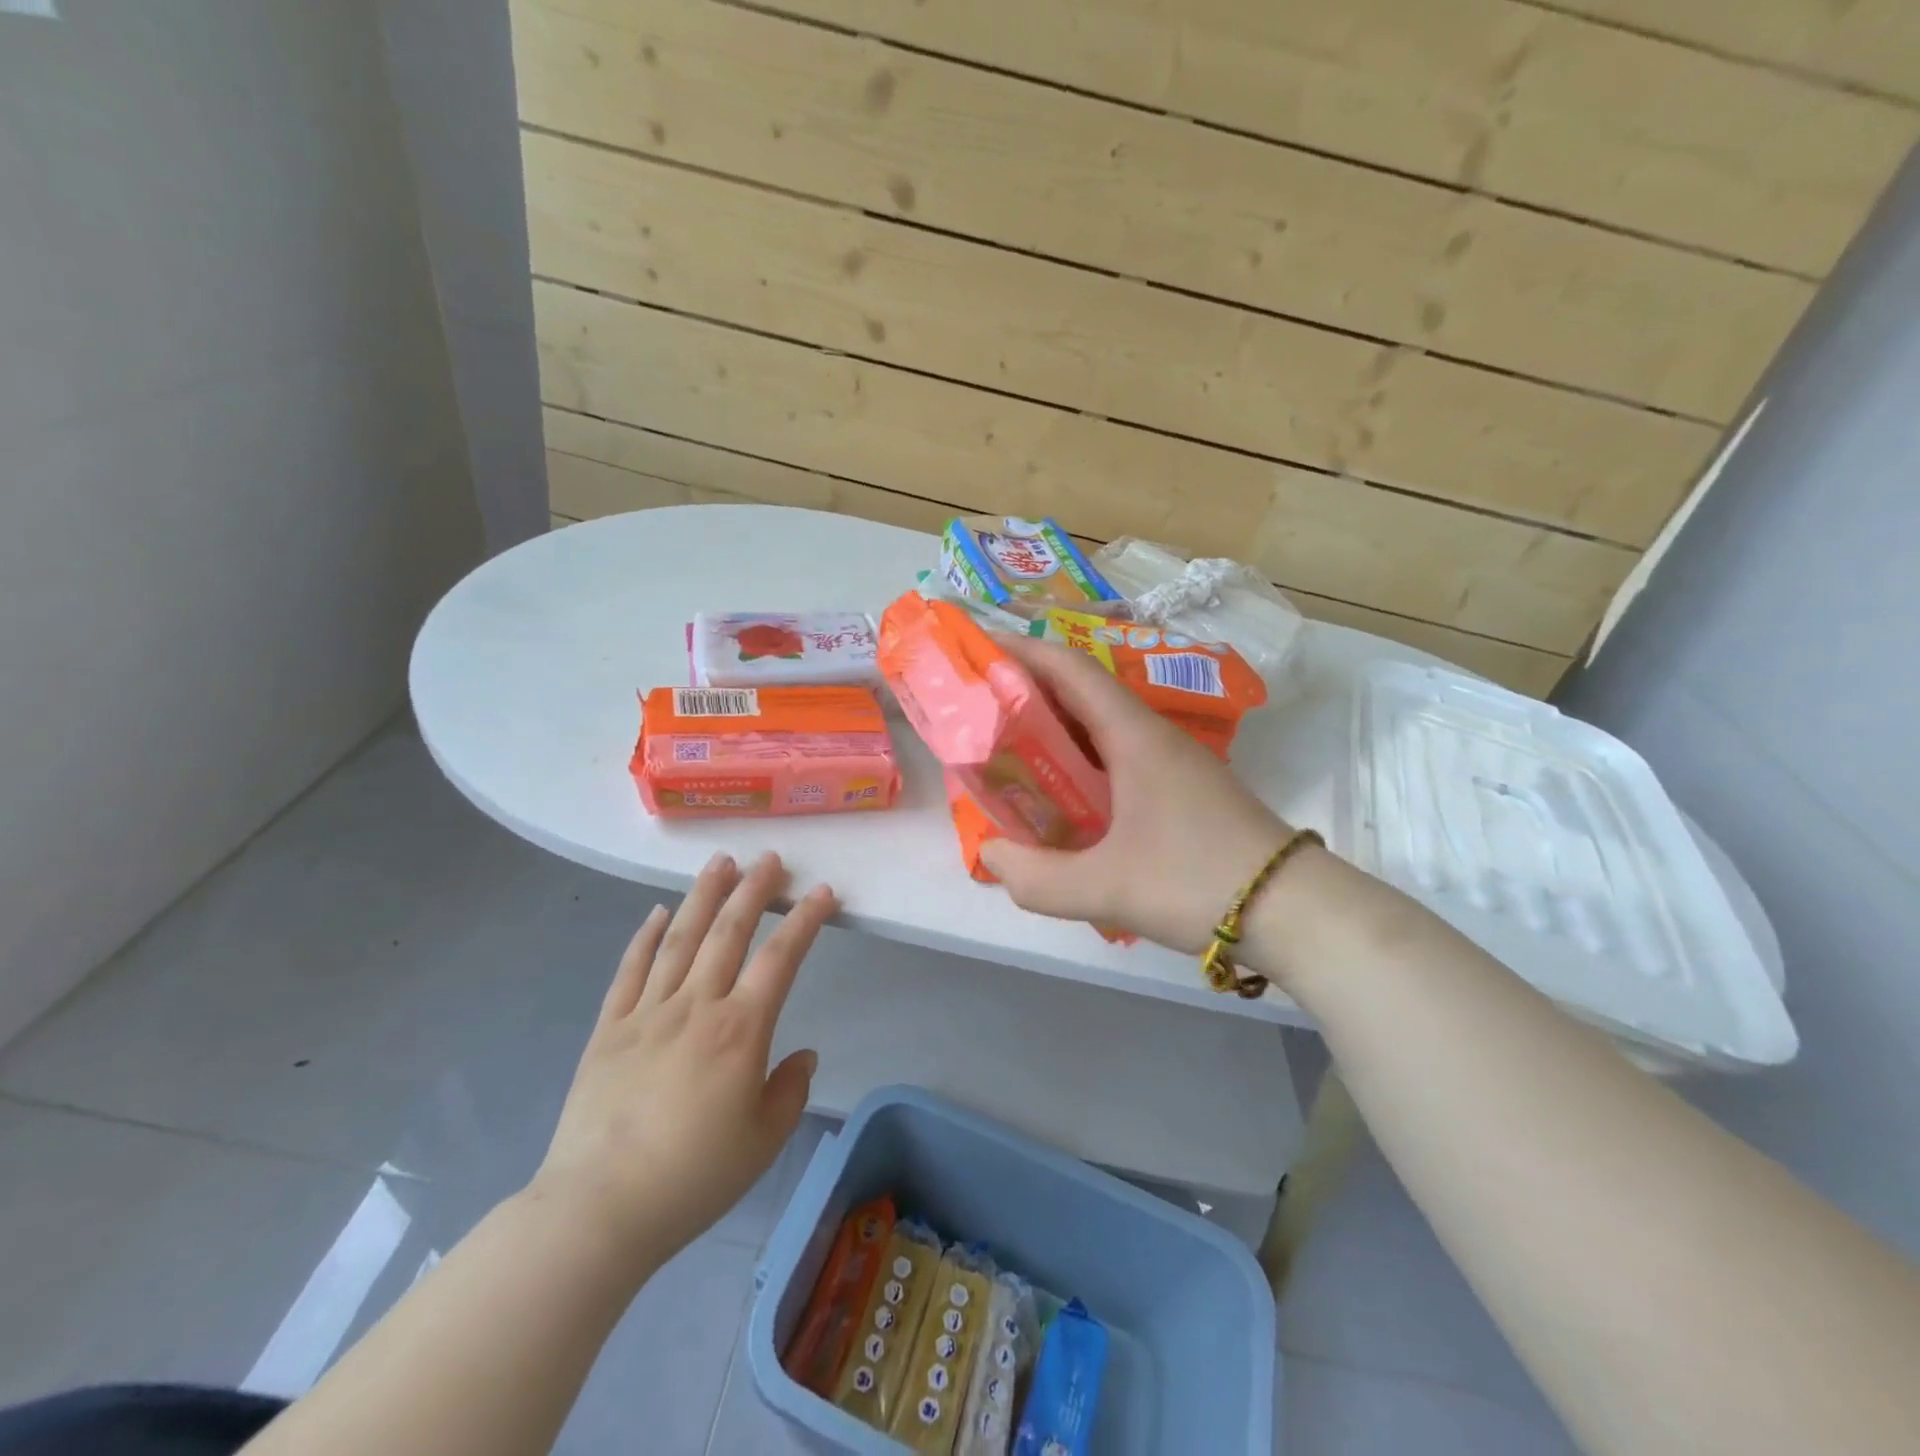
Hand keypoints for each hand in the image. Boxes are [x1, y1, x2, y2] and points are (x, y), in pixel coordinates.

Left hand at [527, 851, 833, 1278]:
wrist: (599, 1210)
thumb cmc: (693, 1178)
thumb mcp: (762, 1142)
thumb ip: (789, 1091)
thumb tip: (802, 1055)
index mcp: (740, 1030)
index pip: (780, 958)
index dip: (805, 920)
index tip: (822, 892)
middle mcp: (696, 1006)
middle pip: (728, 932)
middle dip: (753, 890)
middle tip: (770, 858)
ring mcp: (647, 1012)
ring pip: (680, 938)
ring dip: (704, 896)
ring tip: (721, 862)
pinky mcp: (609, 1028)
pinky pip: (630, 970)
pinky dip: (645, 936)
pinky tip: (659, 912)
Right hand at [979, 636, 1292, 951]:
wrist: (1295, 911)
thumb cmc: (1198, 883)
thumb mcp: (1106, 888)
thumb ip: (1037, 878)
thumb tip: (991, 855)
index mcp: (1134, 736)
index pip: (1070, 669)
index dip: (1021, 652)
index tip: (977, 649)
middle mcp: (1152, 736)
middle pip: (1081, 692)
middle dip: (1027, 690)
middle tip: (977, 706)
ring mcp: (1171, 762)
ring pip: (1099, 726)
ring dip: (1053, 728)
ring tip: (1006, 747)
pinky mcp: (1180, 789)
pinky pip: (1116, 757)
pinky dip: (1078, 761)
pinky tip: (1060, 794)